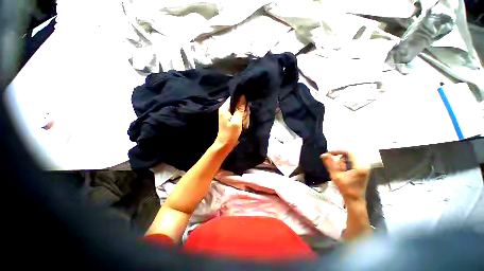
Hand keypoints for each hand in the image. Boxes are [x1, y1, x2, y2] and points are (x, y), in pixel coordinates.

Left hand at [215, 96, 247, 149]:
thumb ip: (240, 109)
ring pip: (240, 111)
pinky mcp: (232, 119)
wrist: (225, 144)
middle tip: (243, 119)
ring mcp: (229, 115)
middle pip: (238, 105)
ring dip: (244, 117)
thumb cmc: (230, 133)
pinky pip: (240, 116)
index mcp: (225, 108)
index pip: (234, 98)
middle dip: (243, 111)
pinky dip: (242, 120)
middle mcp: (226, 110)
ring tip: (242, 124)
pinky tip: (242, 125)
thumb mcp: (236, 121)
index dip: (241, 100)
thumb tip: (243, 97)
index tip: (246, 107)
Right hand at [321, 151, 370, 201]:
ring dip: (342, 162)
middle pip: (349, 155)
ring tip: (339, 171)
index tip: (329, 154)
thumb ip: (329, 163)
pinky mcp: (362, 170)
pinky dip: (345, 165)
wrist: (354, 200)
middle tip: (335, 167)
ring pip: (350, 158)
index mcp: (360, 165)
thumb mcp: (336, 175)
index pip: (349, 152)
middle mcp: (364, 164)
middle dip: (340, 159)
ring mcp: (364, 167)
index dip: (338, 151)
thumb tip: (324, 154)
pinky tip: (342, 172)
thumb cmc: (346, 188)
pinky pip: (352, 162)